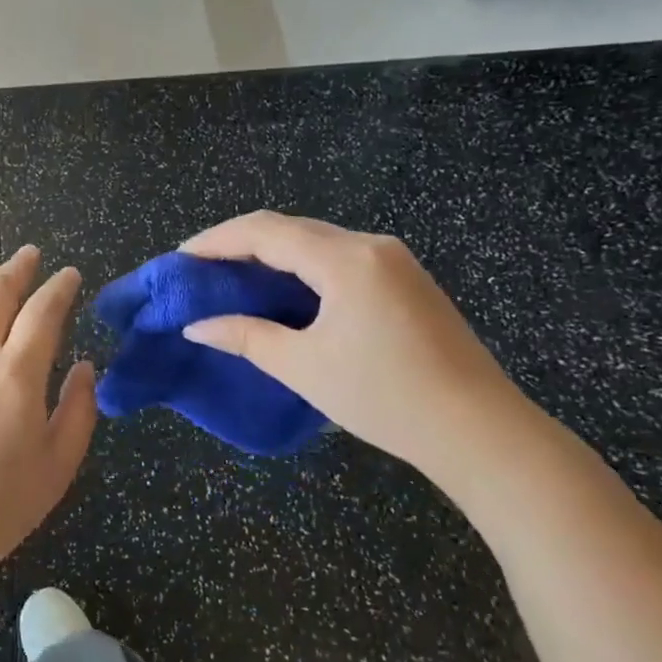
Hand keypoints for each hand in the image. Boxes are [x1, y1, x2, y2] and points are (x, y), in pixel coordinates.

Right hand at [181, 212, 534, 481]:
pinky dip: (302, 267)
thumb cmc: (385, 398)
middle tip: (201, 268)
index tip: (181, 257)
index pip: (265, 232)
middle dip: (240, 243)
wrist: (480, 432)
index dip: (217, 240)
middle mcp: (371, 246)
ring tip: (233, 277)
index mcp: (346, 260)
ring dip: (272, 253)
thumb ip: (245, 337)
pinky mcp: (406, 280)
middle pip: (291, 228)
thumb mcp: (304, 367)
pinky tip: (283, 290)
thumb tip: (196, 326)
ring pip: (316, 241)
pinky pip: (340, 258)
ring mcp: (395, 261)